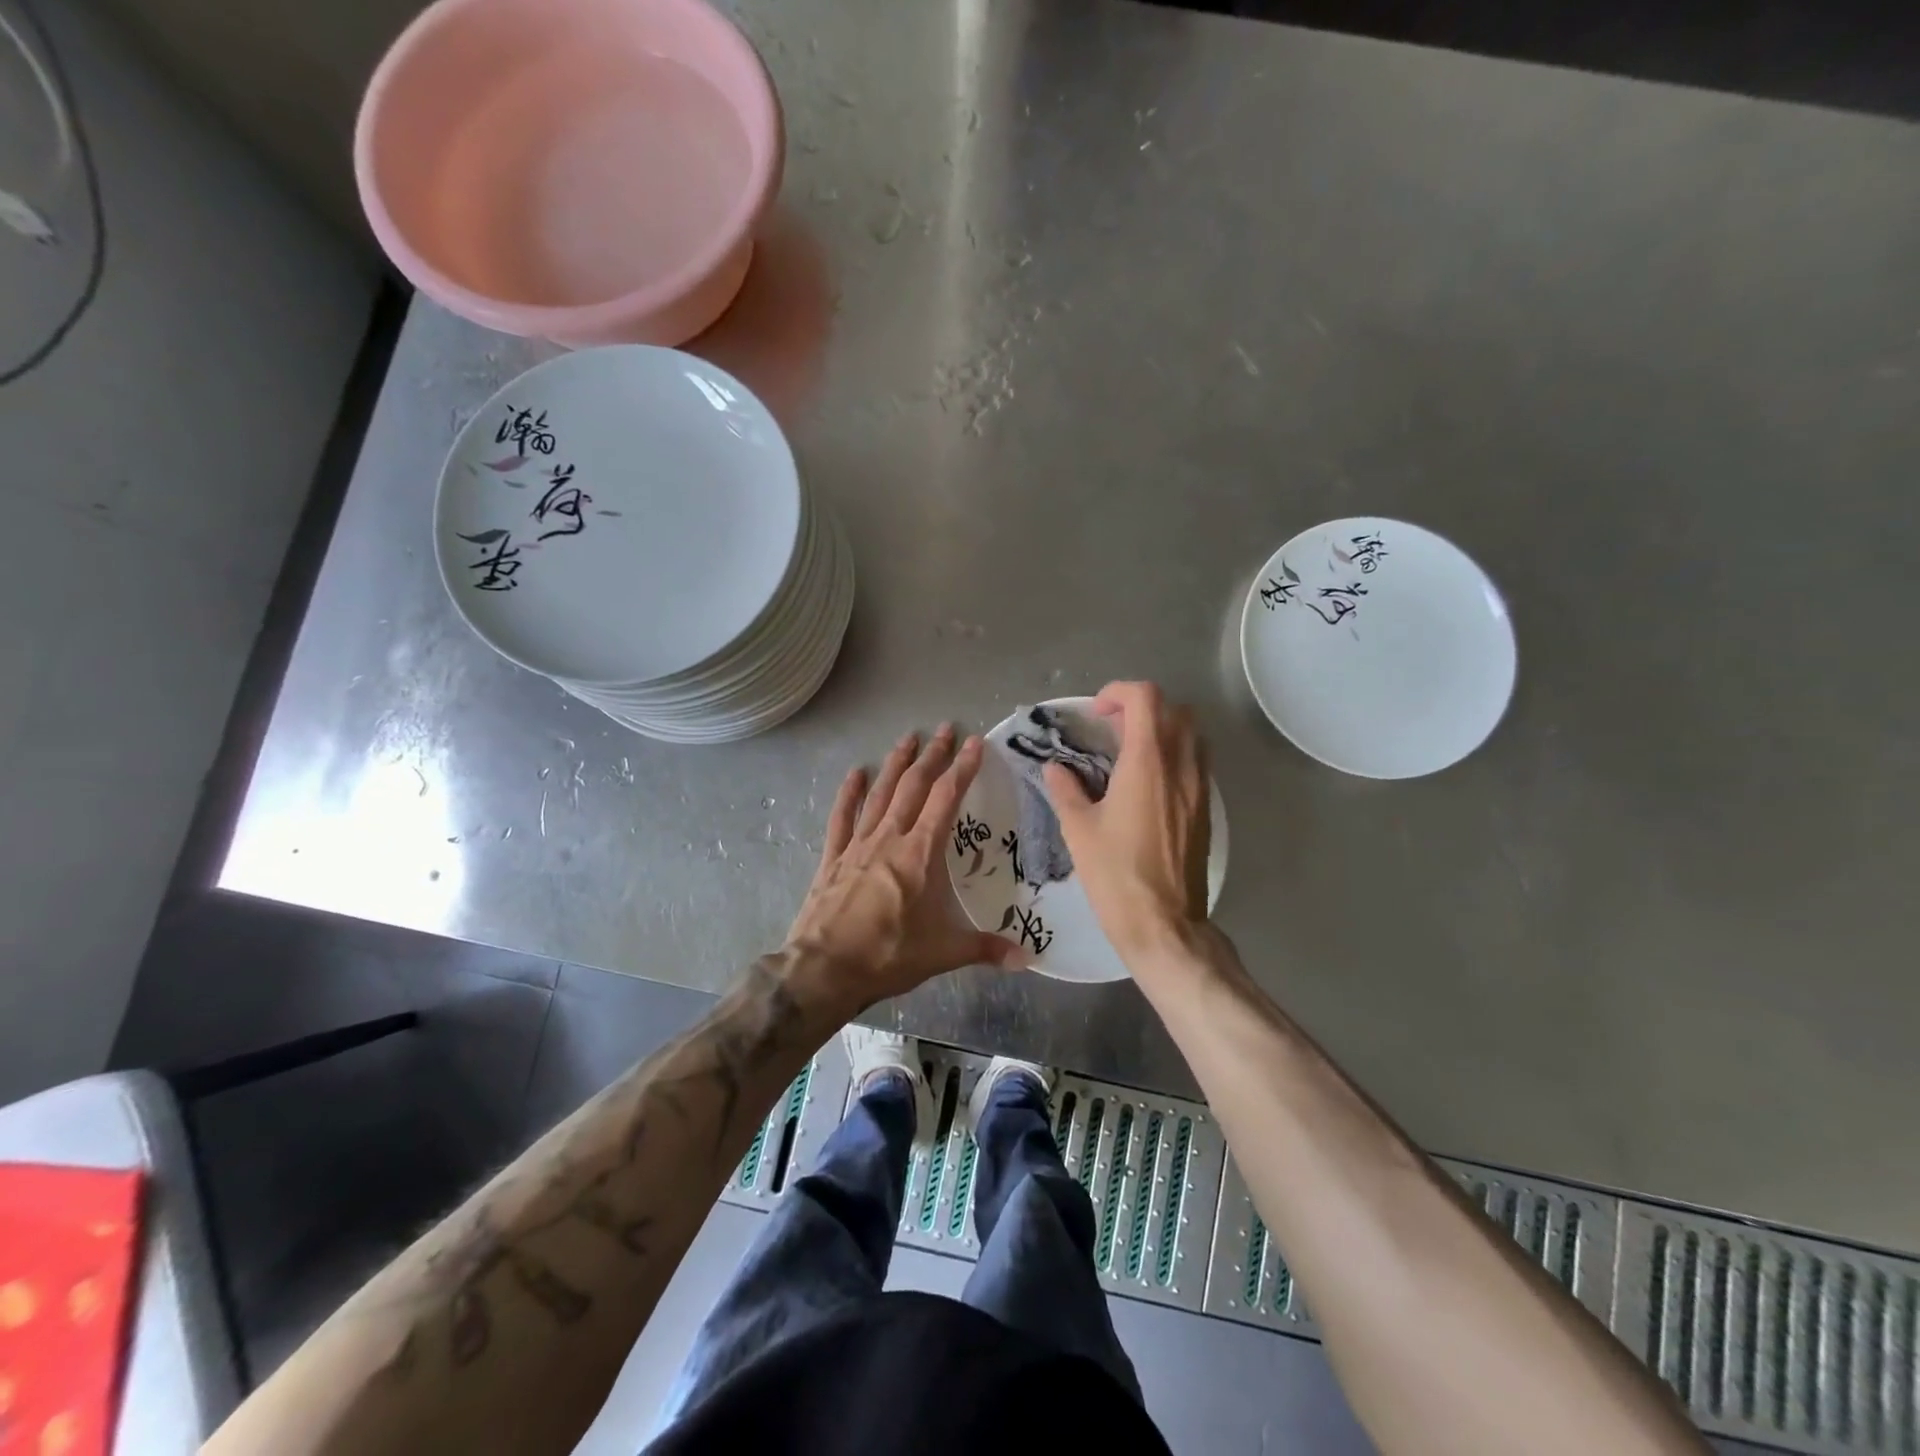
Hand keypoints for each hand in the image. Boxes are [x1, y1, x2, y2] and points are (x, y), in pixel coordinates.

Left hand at [785, 725, 1024, 1010]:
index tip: (975, 743)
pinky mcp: (833, 857)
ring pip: (880, 793)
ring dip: (895, 764)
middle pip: (913, 786)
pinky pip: (842, 817)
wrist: (824, 969)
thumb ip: (985, 948)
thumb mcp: (942, 953)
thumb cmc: (888, 955)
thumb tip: (1026, 958)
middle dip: (932, 756)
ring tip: (908, 738)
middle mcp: (889, 838)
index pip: (945, 799)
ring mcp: (858, 844)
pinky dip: (849, 793)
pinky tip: (855, 773)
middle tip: (945, 729)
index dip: (962, 768)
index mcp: (919, 853)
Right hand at [1044, 681, 1210, 962]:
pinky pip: (1196, 762)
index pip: (1146, 698)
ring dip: (1163, 729)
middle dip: (1142, 707)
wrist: (1163, 923)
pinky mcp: (1206, 809)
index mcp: (1148, 761)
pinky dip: (1174, 755)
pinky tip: (1148, 784)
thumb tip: (1054, 768)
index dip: (1119, 693)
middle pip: (1174, 709)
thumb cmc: (1115, 874)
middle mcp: (1181, 765)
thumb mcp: (1079, 829)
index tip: (1097, 714)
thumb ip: (1066, 789)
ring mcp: (1200, 787)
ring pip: (1192, 734)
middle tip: (1112, 729)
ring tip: (1131, 753)